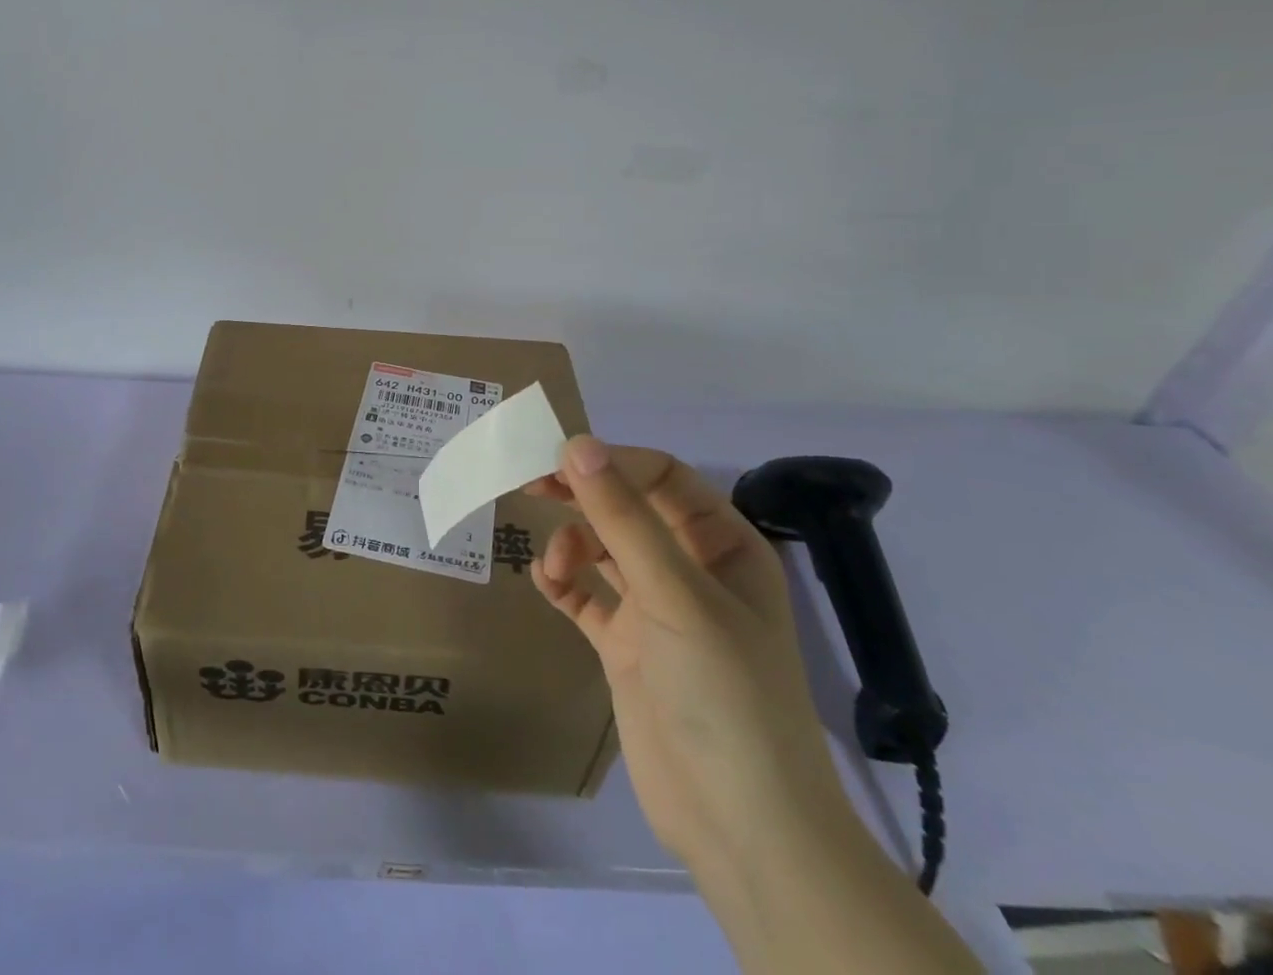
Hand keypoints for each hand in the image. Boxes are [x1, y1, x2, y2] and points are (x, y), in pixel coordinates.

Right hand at [530, 437, 846, 870]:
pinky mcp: (628, 647)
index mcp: (723, 546)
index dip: (612, 461)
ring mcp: (658, 610)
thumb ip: (623, 519)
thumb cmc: (724, 693)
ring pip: (603, 549)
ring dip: (572, 543)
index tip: (557, 458)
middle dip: (583, 494)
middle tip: (531, 484)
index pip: (663, 477)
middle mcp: (690, 569)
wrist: (741, 827)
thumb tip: (576, 444)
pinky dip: (564, 583)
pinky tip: (546, 582)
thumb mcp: (675, 596)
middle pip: (628, 508)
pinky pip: (587, 597)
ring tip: (553, 564)